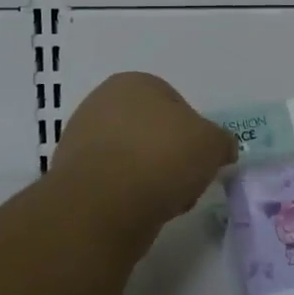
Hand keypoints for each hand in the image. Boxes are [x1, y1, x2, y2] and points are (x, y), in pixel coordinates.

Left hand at [50, 72, 237, 238]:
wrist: (103, 205)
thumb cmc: (162, 157)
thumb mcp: (212, 144)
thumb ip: (221, 142)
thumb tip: (221, 149)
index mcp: (134, 83)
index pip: (175, 104)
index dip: (194, 134)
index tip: (201, 158)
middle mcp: (102, 103)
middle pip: (153, 133)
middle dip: (171, 157)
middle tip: (185, 181)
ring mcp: (82, 140)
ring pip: (134, 160)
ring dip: (152, 178)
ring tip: (165, 201)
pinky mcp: (72, 176)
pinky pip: (114, 184)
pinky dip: (129, 196)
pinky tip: (140, 211)